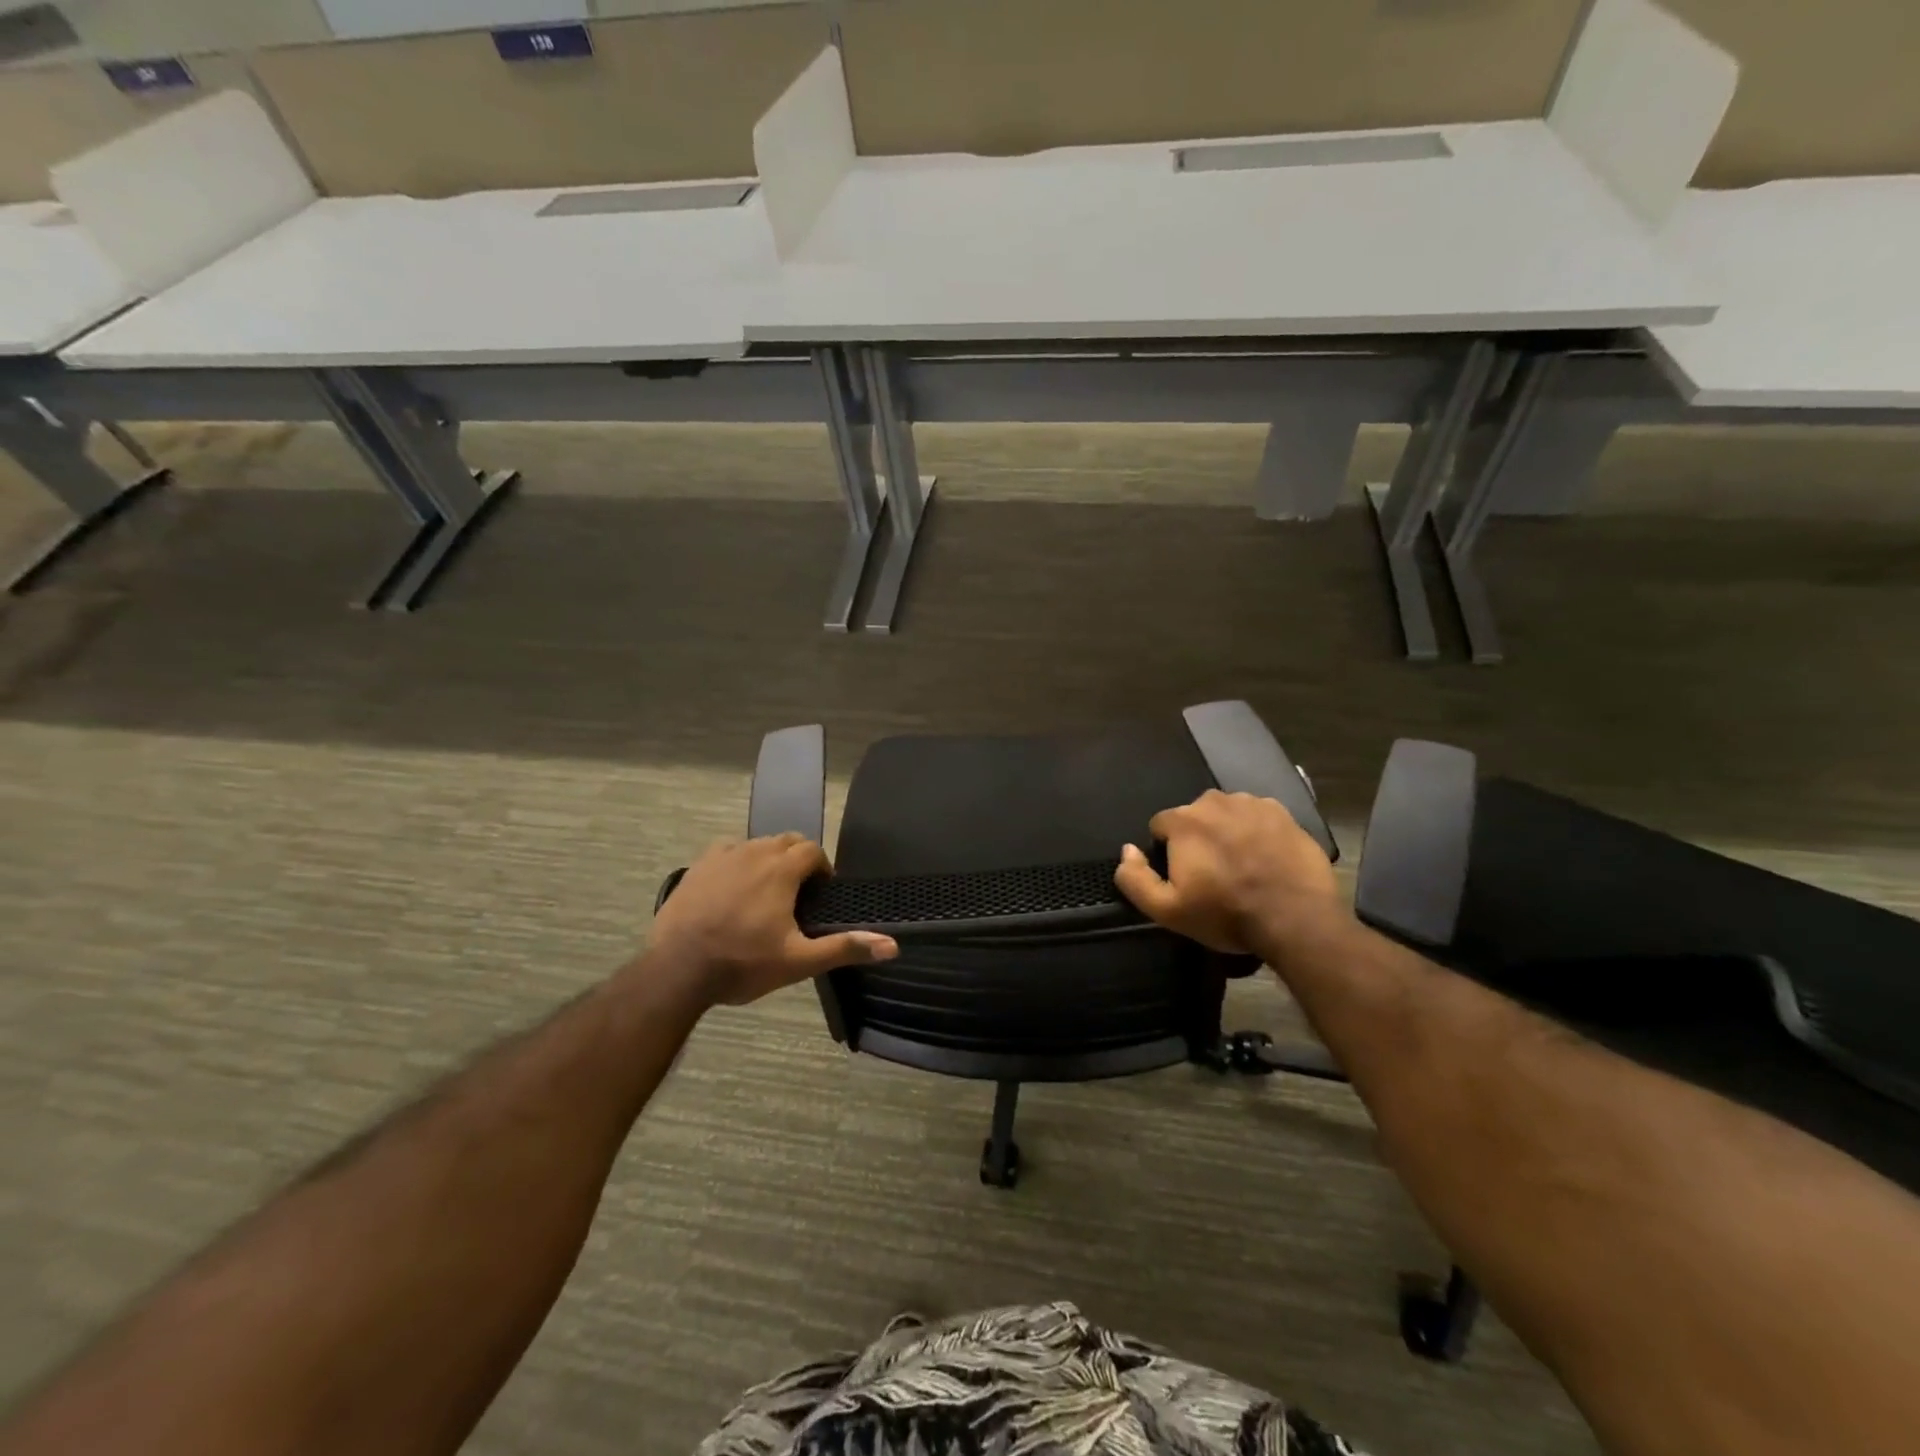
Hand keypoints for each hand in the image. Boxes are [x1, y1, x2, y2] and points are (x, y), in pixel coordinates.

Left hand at [647, 834, 897, 1006]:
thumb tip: (892, 945)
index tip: (821, 893)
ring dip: (769, 859)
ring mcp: (722, 856)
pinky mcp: (697, 866)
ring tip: (766, 892)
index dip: (822, 868)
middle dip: (797, 859)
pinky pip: (727, 850)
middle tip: (798, 893)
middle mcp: (754, 852)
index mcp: (781, 870)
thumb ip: (844, 948)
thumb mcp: (798, 961)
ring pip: (757, 844)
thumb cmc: (742, 964)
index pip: (812, 850)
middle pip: (786, 841)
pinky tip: (733, 887)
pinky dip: (738, 861)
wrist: (677, 971)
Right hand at [1113, 789, 1342, 956]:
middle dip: (1198, 839)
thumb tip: (1127, 850)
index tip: (1184, 877)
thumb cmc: (1226, 913)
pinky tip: (1266, 859)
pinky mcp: (1284, 813)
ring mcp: (1252, 803)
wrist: (1296, 918)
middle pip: (1194, 817)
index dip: (1167, 852)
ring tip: (1242, 866)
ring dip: (1227, 833)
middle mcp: (1214, 801)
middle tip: (1214, 874)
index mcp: (1183, 820)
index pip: (1160, 826)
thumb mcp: (1167, 910)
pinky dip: (1257, 832)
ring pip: (1227, 814)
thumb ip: (1134, 879)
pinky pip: (1258, 817)